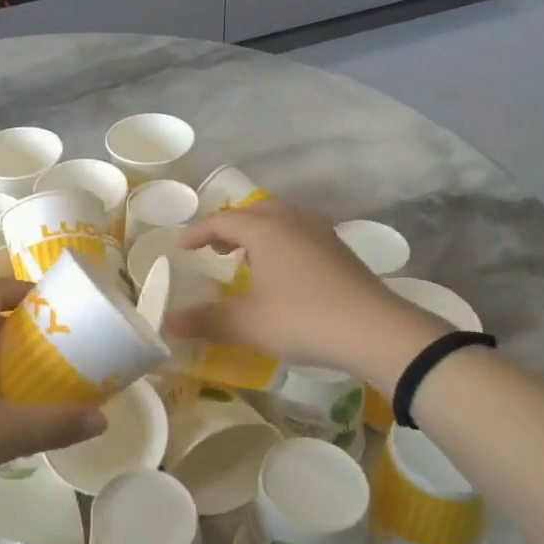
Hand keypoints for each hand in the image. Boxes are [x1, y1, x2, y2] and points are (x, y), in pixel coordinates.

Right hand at [167, 202, 451, 382]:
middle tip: (214, 249)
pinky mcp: (340, 250)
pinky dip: (281, 242)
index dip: (197, 233)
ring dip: (257, 233)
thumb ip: (205, 320)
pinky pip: (300, 233)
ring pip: (281, 220)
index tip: (180, 247)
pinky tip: (283, 271)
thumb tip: (168, 323)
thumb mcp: (247, 324)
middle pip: (253, 212)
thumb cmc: (303, 319)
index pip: (221, 221)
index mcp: (265, 229)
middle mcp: (292, 221)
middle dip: (229, 228)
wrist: (376, 331)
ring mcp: (321, 232)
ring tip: (246, 258)